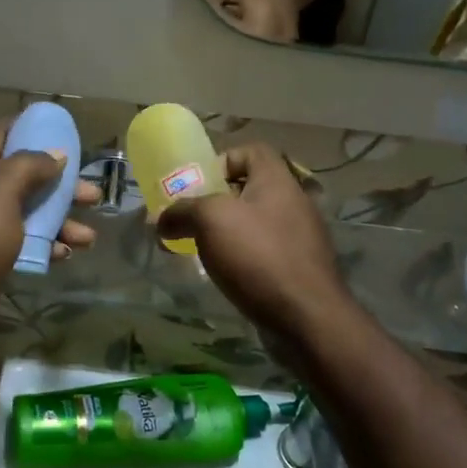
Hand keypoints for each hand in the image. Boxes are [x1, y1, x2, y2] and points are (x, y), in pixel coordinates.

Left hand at [0, 117, 100, 319]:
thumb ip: (30, 166)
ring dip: (61, 219)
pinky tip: (65, 254)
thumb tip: (57, 154)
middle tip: (91, 194)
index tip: (59, 133)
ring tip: (88, 236)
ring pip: (30, 211)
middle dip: (60, 183)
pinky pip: (25, 241)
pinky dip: (47, 244)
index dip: (27, 126)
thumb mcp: (3, 191)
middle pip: (24, 175)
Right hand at [156, 143, 353, 340]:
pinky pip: (264, 252)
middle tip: (191, 221)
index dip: (223, 160)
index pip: (252, 150)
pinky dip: (242, 258)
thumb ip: (181, 211)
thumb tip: (160, 220)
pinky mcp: (299, 268)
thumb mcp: (210, 221)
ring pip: (255, 223)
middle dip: (216, 203)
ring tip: (201, 251)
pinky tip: (225, 275)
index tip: (199, 186)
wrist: (306, 318)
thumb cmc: (258, 256)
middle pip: (250, 189)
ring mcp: (300, 237)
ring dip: (226, 233)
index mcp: (277, 180)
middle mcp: (294, 202)